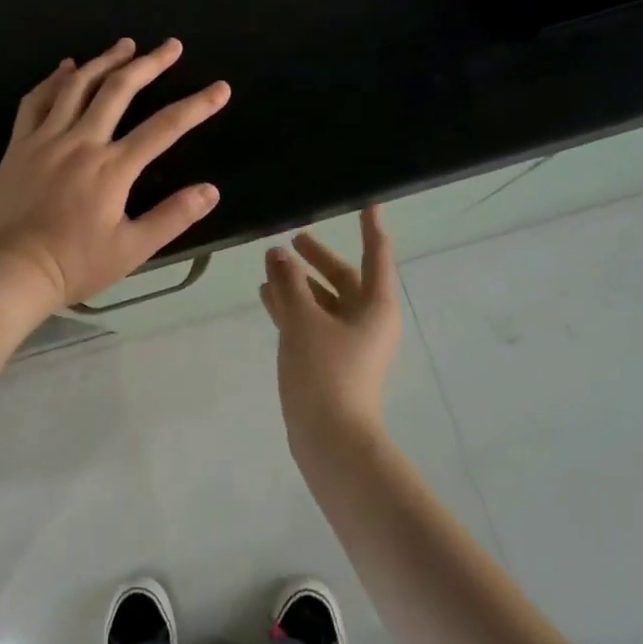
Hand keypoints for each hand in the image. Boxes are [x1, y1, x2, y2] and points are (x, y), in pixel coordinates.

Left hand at [0, 38, 229, 312]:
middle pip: (119, 90)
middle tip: (171, 46)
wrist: (10, 270)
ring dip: (105, 61)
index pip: (165, 127)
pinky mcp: (19, 144)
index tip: (220, 89)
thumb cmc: (74, 264)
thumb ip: (172, 217)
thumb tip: (211, 190)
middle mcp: (81, 142)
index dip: (197, 105)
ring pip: (77, 86)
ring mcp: (46, 138)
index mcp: (113, 168)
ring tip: (125, 45)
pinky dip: (54, 79)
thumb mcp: (132, 249)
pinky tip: (67, 67)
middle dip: (150, 64)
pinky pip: (36, 100)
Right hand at [261, 207, 399, 445]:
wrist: (331, 441)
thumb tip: (278, 254)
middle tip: (294, 237)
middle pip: (345, 278)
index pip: (376, 255)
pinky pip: (313, 322)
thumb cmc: (325, 372)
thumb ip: (289, 283)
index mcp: (375, 306)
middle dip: (319, 257)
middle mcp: (367, 321)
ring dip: (300, 283)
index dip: (370, 227)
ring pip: (325, 301)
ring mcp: (349, 343)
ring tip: (269, 266)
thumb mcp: (303, 320)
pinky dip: (293, 307)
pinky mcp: (330, 361)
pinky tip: (266, 296)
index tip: (367, 203)